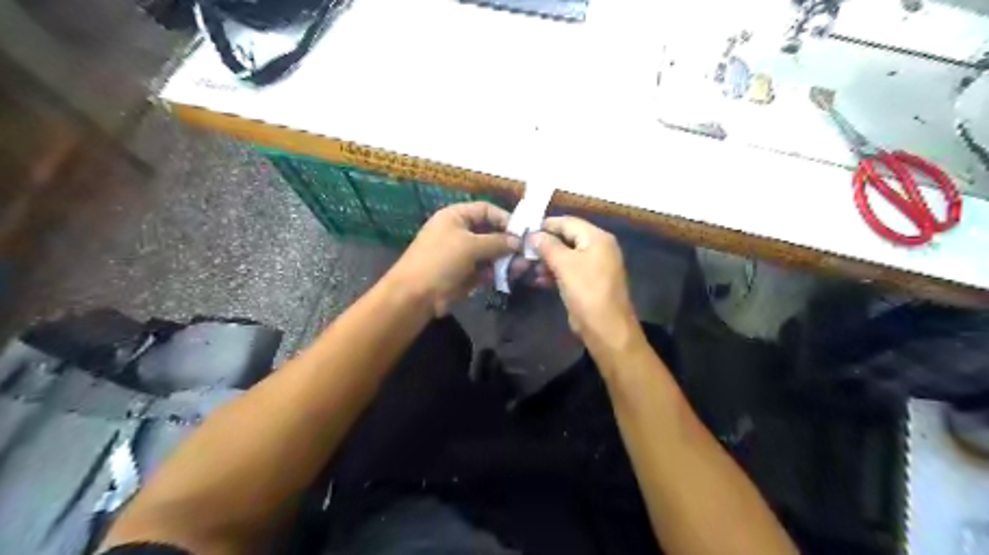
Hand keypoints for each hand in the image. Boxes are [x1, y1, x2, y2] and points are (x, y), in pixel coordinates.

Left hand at [388, 202, 519, 316]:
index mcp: (455, 216)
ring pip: (490, 253)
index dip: (504, 218)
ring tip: (521, 268)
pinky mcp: (465, 273)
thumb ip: (497, 241)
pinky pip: (485, 269)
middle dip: (508, 242)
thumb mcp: (470, 246)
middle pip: (490, 232)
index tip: (522, 232)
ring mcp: (462, 254)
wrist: (416, 295)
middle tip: (526, 253)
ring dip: (505, 259)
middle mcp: (460, 232)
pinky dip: (496, 272)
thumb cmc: (440, 261)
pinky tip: (508, 277)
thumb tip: (518, 241)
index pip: (485, 210)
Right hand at [534, 217, 632, 350]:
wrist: (606, 328)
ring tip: (528, 267)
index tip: (523, 230)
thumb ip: (548, 246)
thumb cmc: (586, 291)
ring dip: (547, 260)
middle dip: (545, 244)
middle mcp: (598, 247)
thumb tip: (533, 234)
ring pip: (566, 255)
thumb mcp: (564, 265)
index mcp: (597, 238)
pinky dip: (555, 272)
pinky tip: (539, 280)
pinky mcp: (589, 282)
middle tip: (523, 250)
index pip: (568, 222)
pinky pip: (569, 270)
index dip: (546, 225)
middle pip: (567, 238)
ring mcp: (595, 265)